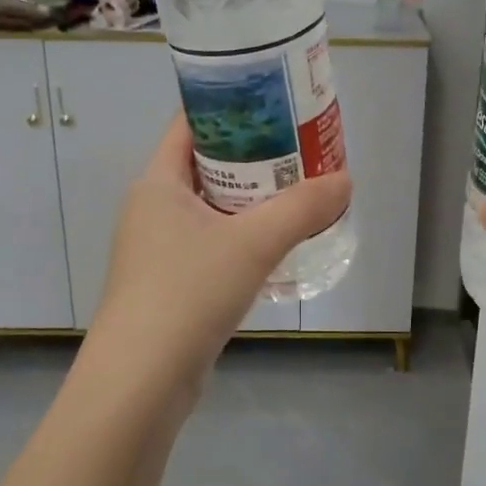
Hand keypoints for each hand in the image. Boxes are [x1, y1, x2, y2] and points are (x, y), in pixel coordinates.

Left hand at [94, 114, 351, 389]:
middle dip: (252, 156)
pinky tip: (275, 244)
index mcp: (158, 183)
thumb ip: (302, 208)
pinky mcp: (169, 284)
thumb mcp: (253, 243)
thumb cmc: (188, 292)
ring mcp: (157, 249)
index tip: (274, 103)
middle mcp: (152, 208)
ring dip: (250, 199)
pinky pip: (211, 243)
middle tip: (299, 148)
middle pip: (205, 164)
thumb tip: (345, 180)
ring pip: (210, 207)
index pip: (190, 124)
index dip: (230, 108)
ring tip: (297, 191)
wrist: (141, 381)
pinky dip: (241, 235)